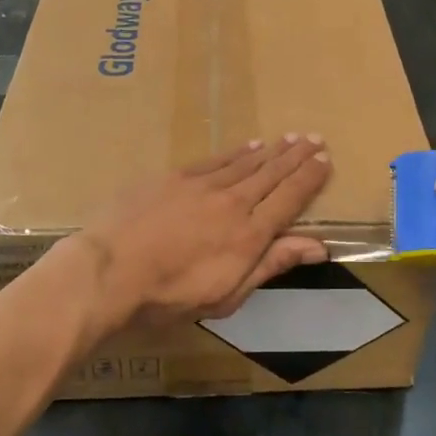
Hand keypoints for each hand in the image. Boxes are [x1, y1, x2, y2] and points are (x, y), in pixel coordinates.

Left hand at [70, 135, 332, 332]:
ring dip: (272, 150)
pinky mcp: (175, 177)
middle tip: (315, 139)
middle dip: (297, 156)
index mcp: (250, 234)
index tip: (325, 161)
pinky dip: (237, 152)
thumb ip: (272, 264)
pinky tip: (249, 146)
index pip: (290, 199)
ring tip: (290, 138)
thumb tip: (318, 246)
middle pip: (273, 174)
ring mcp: (202, 185)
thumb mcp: (228, 294)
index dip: (310, 179)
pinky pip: (216, 159)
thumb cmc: (169, 296)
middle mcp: (233, 202)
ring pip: (247, 162)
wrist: (109, 271)